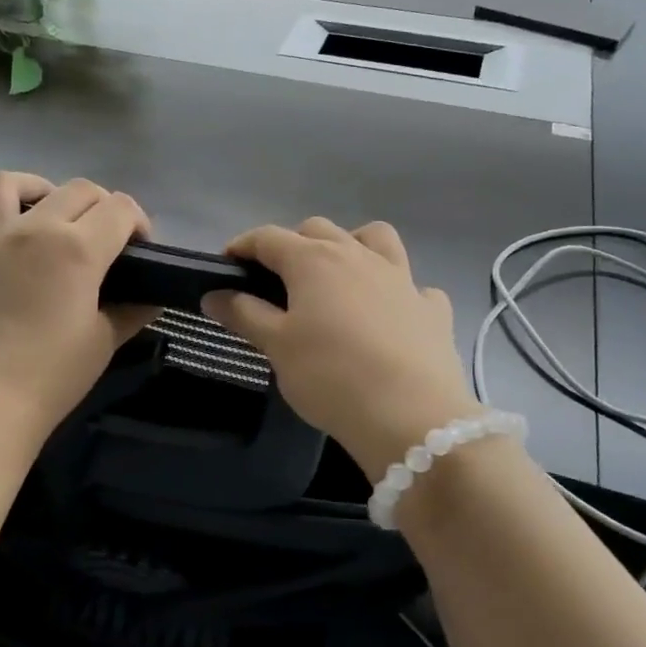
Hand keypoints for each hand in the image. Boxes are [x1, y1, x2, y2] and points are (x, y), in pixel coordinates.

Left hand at [0, 172, 156, 446]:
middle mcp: (34, 229)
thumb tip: (151, 297)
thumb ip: (132, 311)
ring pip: (7, 186)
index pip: (120, 209)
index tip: (141, 249)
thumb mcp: (104, 341)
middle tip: (105, 237)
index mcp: (77, 248)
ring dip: (31, 186)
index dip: (139, 223)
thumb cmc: (53, 374)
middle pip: (76, 190)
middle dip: (102, 205)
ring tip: (41, 204)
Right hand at [203, 219, 485, 479]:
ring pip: (374, 238)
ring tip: (337, 276)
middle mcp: (358, 256)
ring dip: (351, 245)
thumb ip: (244, 314)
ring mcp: (401, 278)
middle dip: (293, 244)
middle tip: (277, 279)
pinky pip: (413, 284)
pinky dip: (396, 290)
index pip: (269, 237)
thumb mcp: (277, 346)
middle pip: (318, 230)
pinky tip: (389, 313)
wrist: (411, 417)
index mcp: (314, 260)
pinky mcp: (431, 308)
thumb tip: (214, 294)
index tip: (227, 264)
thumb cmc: (330, 376)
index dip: (243, 246)